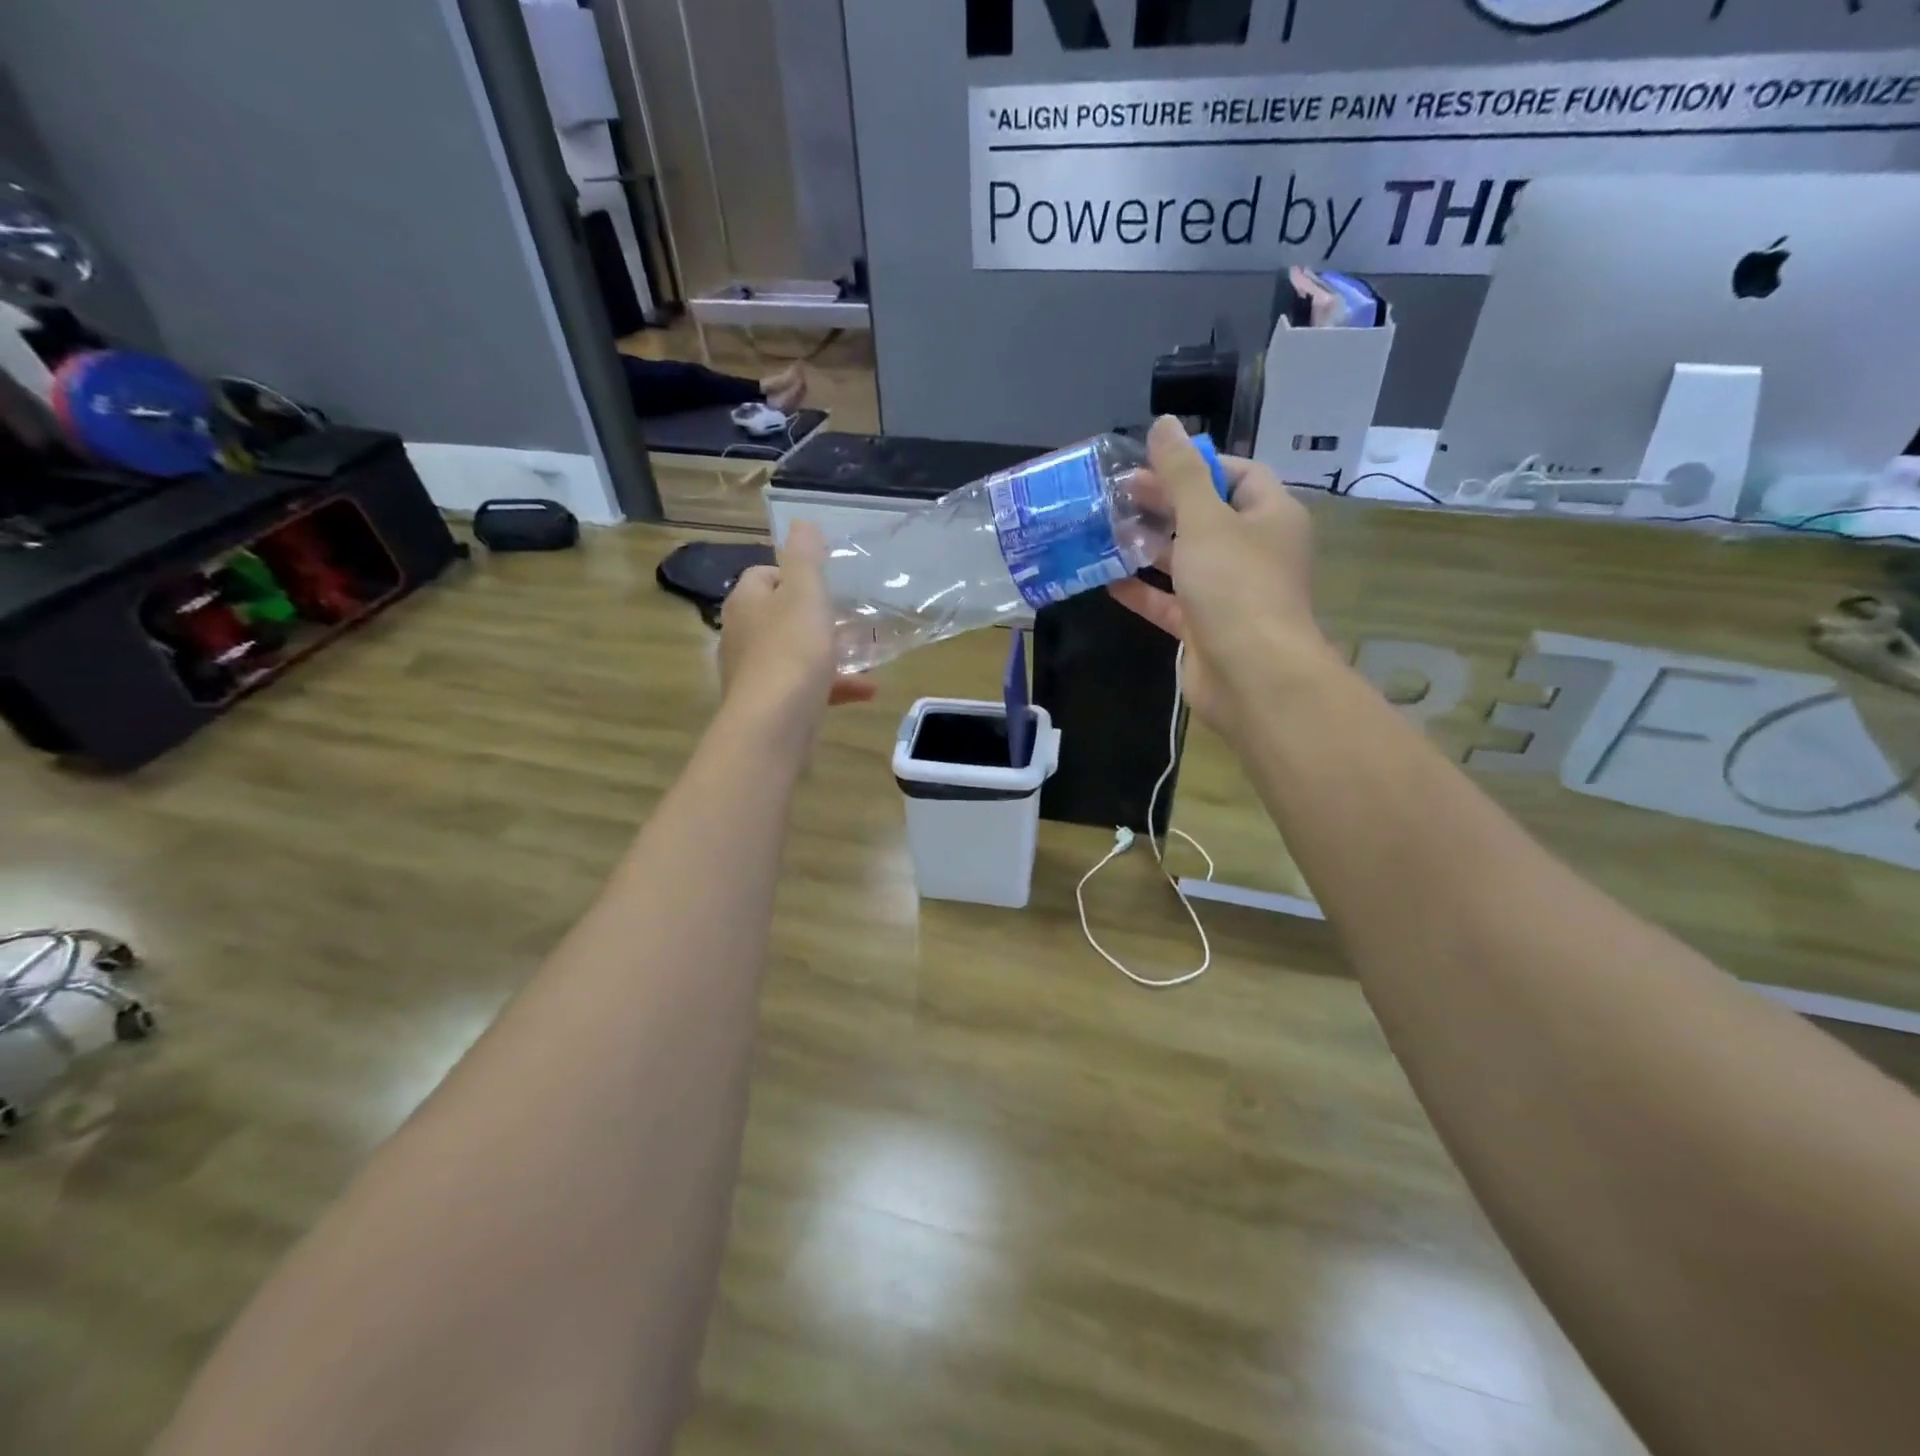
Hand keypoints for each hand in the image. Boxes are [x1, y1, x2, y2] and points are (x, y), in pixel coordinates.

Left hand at [720, 522, 875, 728]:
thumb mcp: (805, 593)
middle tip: (847, 618)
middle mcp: (741, 635)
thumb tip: (801, 523)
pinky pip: (803, 687)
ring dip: (829, 653)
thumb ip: (805, 556)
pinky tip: (866, 692)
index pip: (763, 576)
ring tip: (864, 656)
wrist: (774, 723)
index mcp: (746, 602)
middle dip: (815, 617)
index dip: (793, 575)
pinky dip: (832, 686)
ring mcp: (753, 673)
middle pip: (778, 616)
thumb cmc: (791, 650)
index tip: (824, 584)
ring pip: (794, 654)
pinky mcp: (768, 705)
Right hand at [1109, 416, 1331, 735]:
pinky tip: (1108, 580)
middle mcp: (1252, 551)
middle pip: (1205, 516)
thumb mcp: (1206, 519)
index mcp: (1270, 516)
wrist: (1252, 675)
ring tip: (1105, 530)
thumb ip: (1182, 473)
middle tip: (1115, 494)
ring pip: (1184, 560)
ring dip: (1148, 546)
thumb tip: (1164, 424)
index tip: (1152, 463)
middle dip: (1163, 504)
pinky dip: (1143, 591)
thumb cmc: (1236, 586)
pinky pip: (1170, 602)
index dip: (1197, 464)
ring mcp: (1228, 593)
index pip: (1238, 474)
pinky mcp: (1204, 627)